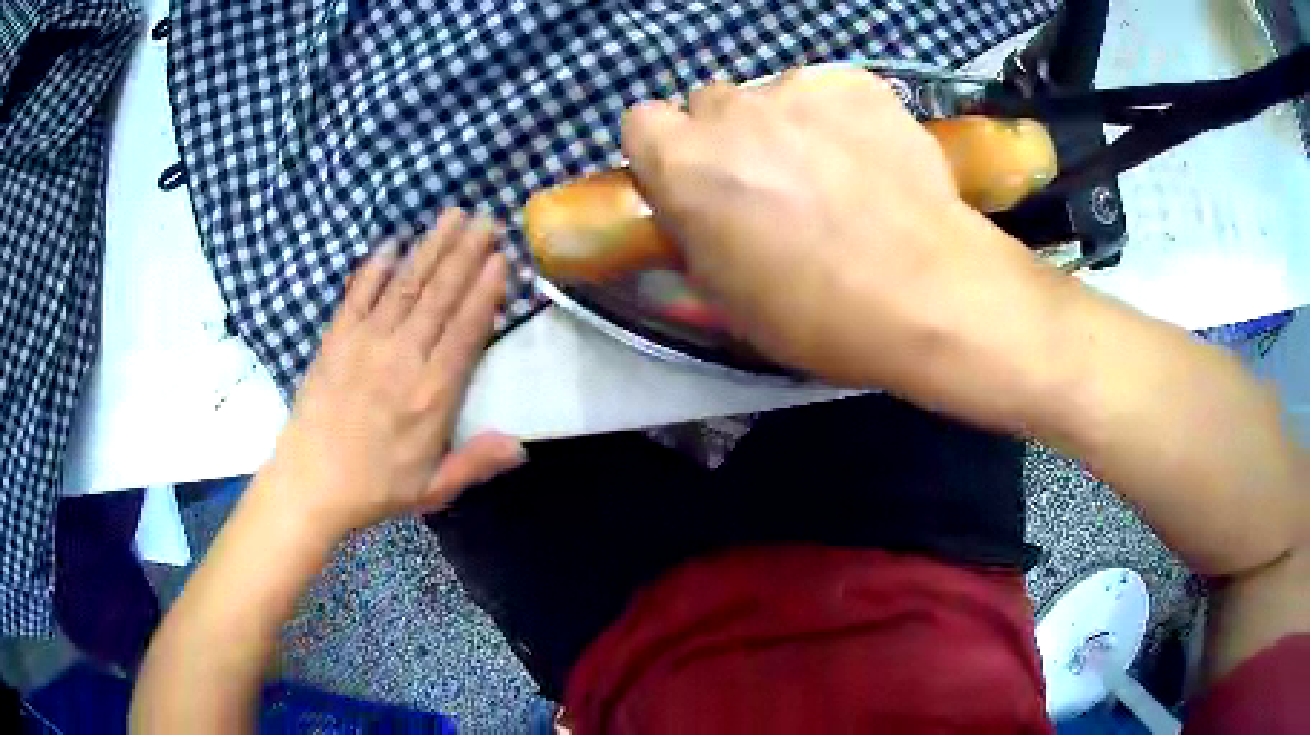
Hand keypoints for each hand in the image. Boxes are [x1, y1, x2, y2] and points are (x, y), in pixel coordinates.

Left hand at [259, 209, 524, 542]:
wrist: (310, 484)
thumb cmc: (375, 489)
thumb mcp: (434, 488)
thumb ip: (476, 461)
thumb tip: (522, 445)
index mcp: (432, 394)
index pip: (466, 329)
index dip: (486, 290)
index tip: (501, 257)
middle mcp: (403, 357)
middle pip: (440, 295)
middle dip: (466, 253)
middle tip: (486, 218)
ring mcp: (366, 342)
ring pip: (406, 284)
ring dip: (431, 247)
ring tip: (452, 216)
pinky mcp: (336, 339)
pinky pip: (358, 294)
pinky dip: (375, 267)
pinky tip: (392, 244)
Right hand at [621, 69, 1074, 427]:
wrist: (929, 292)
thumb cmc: (817, 312)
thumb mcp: (725, 293)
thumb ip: (694, 231)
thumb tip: (697, 207)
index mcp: (683, 162)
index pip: (641, 123)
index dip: (665, 152)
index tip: (693, 181)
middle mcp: (731, 109)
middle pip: (709, 105)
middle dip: (727, 137)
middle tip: (770, 183)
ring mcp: (799, 88)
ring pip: (772, 96)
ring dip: (786, 126)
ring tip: (834, 173)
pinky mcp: (858, 83)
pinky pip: (829, 91)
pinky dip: (838, 117)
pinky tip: (870, 159)